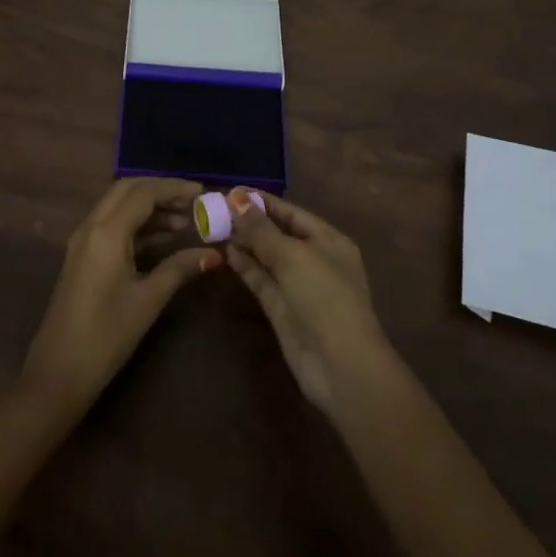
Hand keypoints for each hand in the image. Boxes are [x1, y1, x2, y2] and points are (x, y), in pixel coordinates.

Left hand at [21, 178, 221, 413]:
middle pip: (127, 191)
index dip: (174, 188)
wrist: (58, 372)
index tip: (202, 192)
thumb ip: (179, 269)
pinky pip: (110, 226)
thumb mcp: (148, 300)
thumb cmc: (107, 335)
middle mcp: (90, 227)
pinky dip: (135, 225)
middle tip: (191, 203)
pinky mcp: (81, 257)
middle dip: (159, 191)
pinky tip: (160, 241)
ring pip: (117, 207)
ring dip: (148, 208)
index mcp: (106, 231)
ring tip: (183, 223)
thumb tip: (213, 255)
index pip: (143, 193)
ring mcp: (82, 241)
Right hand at [224, 188, 389, 415]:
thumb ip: (262, 229)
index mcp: (329, 241)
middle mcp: (314, 260)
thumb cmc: (324, 297)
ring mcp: (298, 286)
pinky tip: (226, 252)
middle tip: (216, 208)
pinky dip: (245, 266)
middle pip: (278, 233)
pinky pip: (262, 280)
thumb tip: (237, 200)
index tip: (232, 191)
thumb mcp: (293, 255)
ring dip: (245, 243)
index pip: (292, 212)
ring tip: (215, 227)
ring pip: (267, 257)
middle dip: (250, 221)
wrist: (340, 365)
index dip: (263, 201)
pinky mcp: (282, 309)